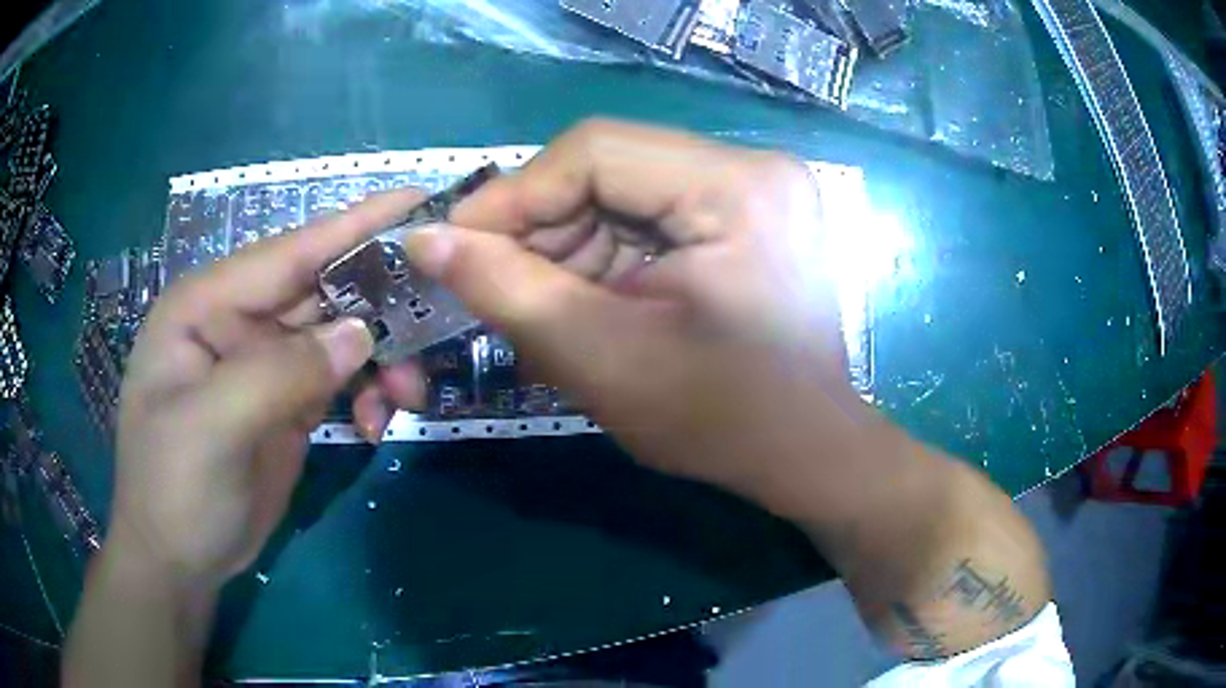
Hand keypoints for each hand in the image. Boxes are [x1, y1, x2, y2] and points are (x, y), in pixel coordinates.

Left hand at [111, 189, 426, 586]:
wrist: (179, 561)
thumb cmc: (174, 490)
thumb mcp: (213, 429)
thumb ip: (281, 373)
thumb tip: (361, 335)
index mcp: (207, 305)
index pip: (290, 252)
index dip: (356, 225)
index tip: (421, 200)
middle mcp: (238, 321)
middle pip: (324, 291)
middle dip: (382, 306)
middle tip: (440, 319)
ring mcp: (264, 363)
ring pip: (340, 337)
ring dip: (381, 360)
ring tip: (407, 397)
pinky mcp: (286, 401)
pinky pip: (341, 380)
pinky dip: (368, 395)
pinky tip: (375, 425)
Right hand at [398, 119, 881, 520]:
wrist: (803, 451)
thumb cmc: (720, 420)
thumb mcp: (602, 357)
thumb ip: (505, 289)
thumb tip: (424, 240)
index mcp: (737, 188)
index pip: (595, 150)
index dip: (514, 195)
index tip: (456, 246)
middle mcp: (754, 167)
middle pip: (609, 165)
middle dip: (542, 227)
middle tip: (500, 286)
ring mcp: (755, 186)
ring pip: (623, 188)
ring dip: (571, 243)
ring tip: (549, 304)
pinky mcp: (746, 211)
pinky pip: (650, 211)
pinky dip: (607, 252)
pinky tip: (594, 299)